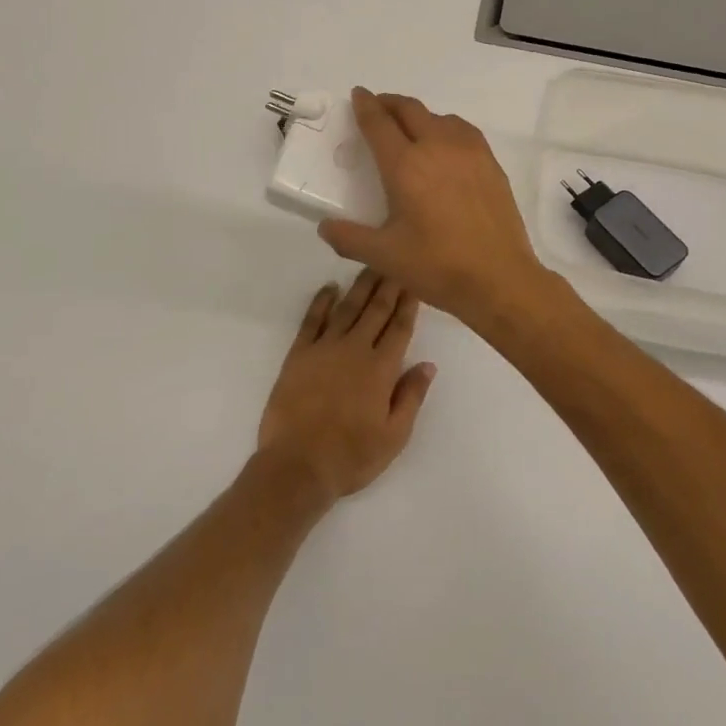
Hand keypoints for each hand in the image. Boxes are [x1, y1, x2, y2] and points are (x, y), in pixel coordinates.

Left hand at [255, 268, 436, 503]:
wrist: (297, 466)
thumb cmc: (351, 456)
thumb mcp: (394, 436)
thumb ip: (411, 396)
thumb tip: (428, 364)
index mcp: (381, 369)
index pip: (400, 327)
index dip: (409, 303)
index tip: (416, 280)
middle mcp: (355, 349)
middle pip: (376, 310)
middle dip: (388, 284)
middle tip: (397, 259)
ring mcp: (324, 349)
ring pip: (347, 308)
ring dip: (360, 285)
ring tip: (371, 264)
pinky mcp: (298, 355)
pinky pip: (312, 320)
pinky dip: (321, 302)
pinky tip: (330, 288)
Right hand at [318, 89, 553, 328]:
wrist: (500, 278)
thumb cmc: (437, 266)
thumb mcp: (384, 257)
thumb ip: (349, 238)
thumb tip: (325, 226)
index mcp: (406, 165)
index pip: (379, 123)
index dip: (365, 106)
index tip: (357, 95)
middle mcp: (437, 147)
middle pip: (410, 110)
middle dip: (390, 103)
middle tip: (378, 107)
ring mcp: (469, 152)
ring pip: (439, 117)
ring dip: (419, 115)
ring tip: (410, 129)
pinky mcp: (491, 163)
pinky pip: (463, 131)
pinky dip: (446, 127)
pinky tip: (445, 147)